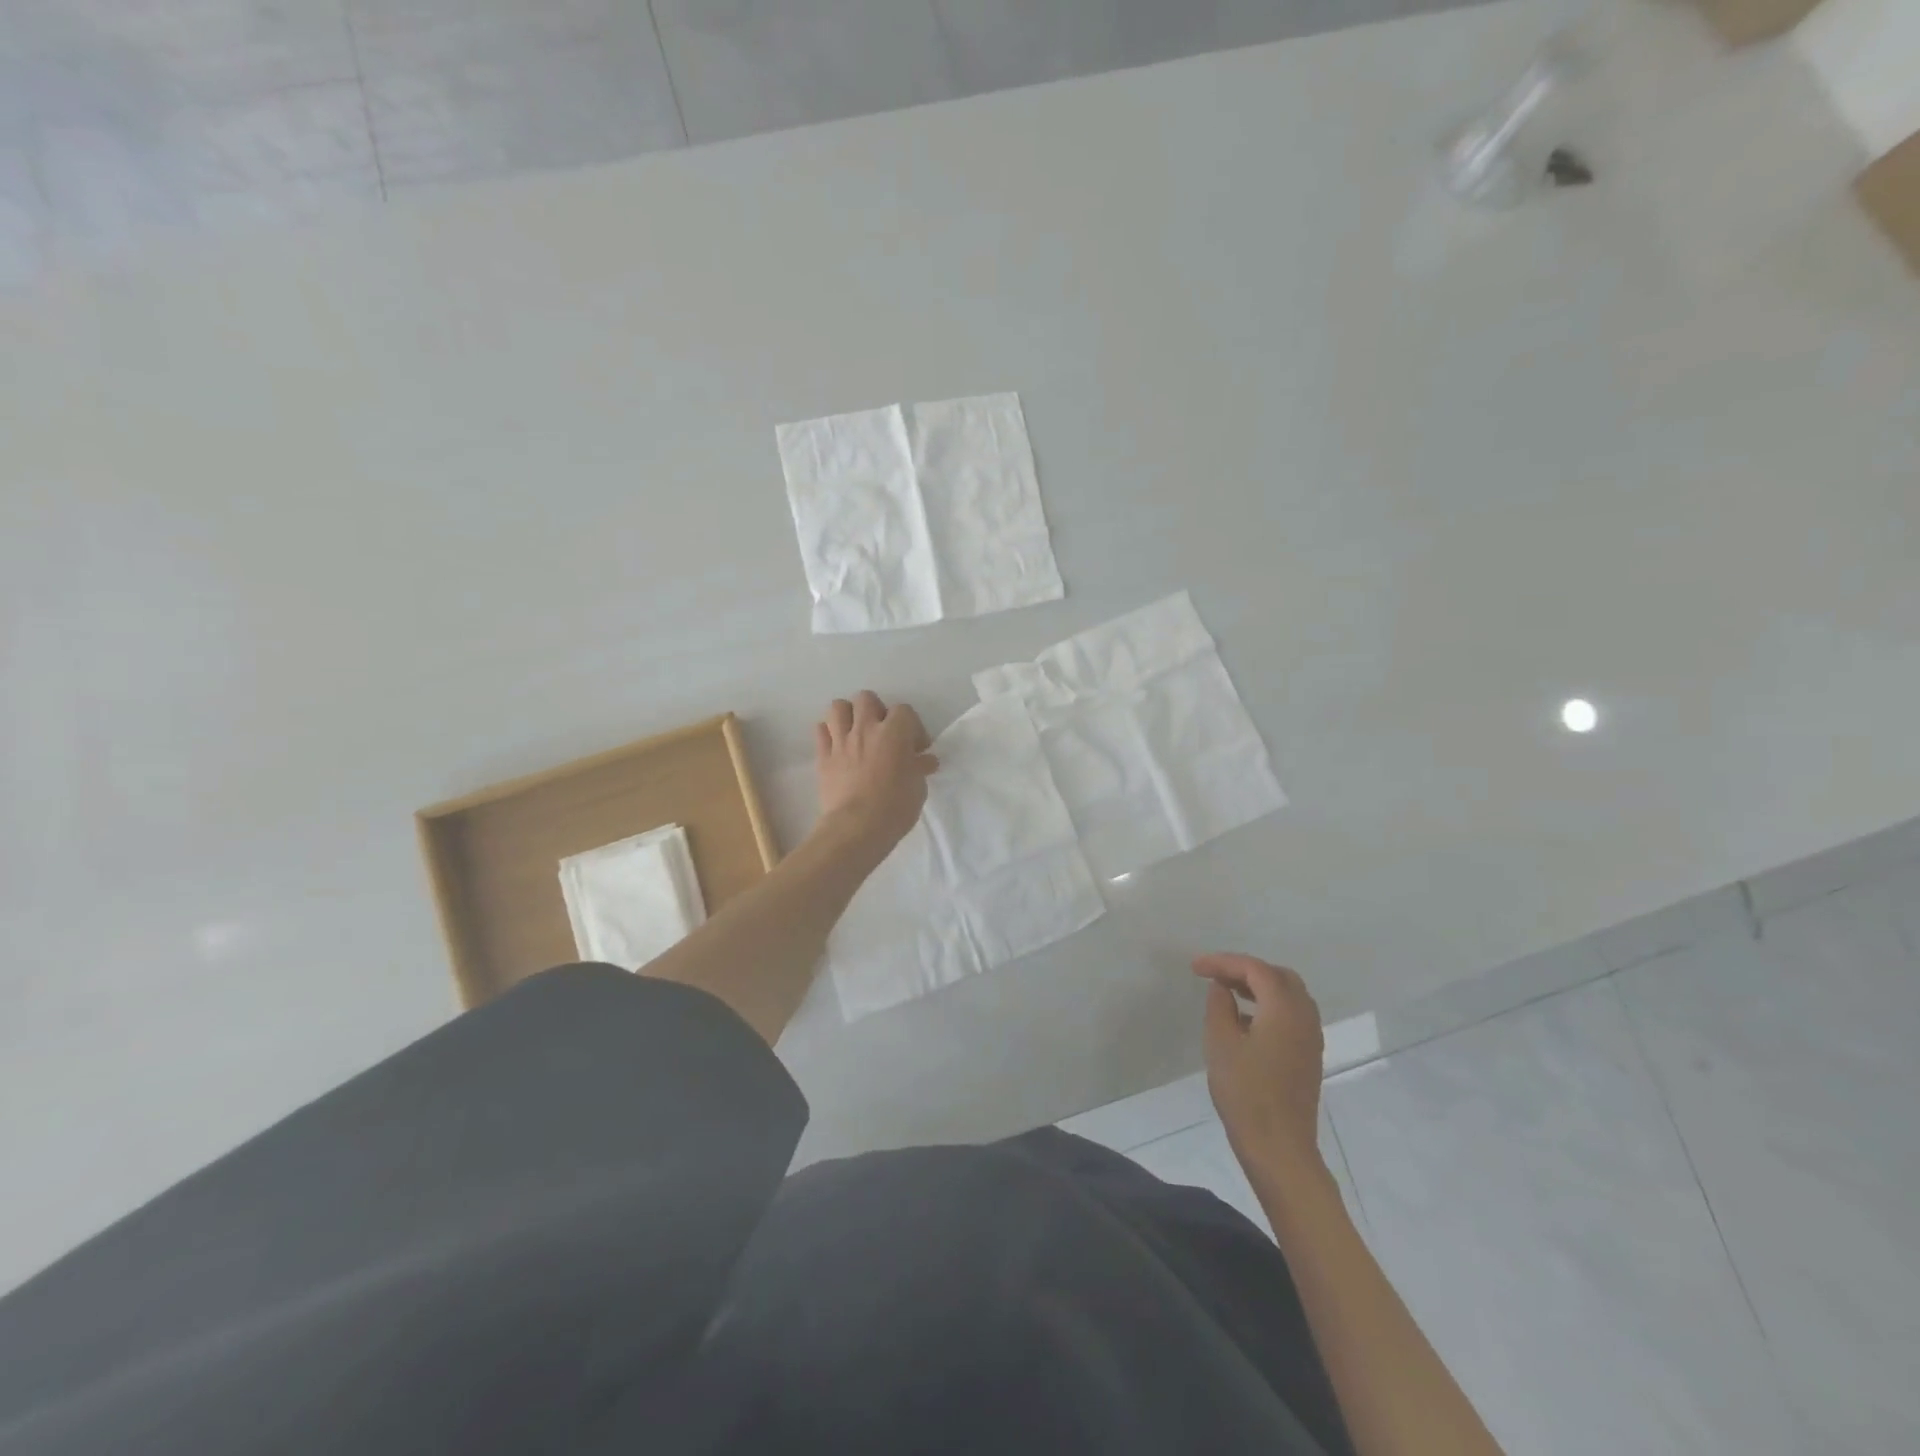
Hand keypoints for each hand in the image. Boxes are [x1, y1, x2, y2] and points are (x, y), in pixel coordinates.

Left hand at [813, 691, 938, 857]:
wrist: (857, 828)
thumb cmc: (895, 807)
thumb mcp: (918, 787)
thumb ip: (919, 767)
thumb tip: (925, 760)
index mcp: (894, 732)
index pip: (904, 711)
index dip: (913, 727)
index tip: (917, 748)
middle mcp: (865, 729)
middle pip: (866, 699)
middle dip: (877, 711)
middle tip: (884, 733)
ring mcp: (841, 741)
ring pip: (838, 707)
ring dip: (848, 715)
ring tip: (857, 732)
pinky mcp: (822, 757)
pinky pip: (820, 731)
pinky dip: (829, 733)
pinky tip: (838, 746)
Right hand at [1195, 953, 1325, 1171]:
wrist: (1279, 1148)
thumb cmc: (1246, 1092)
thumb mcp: (1220, 1043)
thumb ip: (1219, 1006)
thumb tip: (1222, 988)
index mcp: (1284, 1009)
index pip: (1255, 969)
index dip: (1223, 962)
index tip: (1195, 967)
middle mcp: (1304, 1017)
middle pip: (1278, 976)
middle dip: (1245, 970)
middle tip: (1215, 976)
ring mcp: (1310, 1038)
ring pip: (1288, 996)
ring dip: (1258, 988)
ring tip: (1226, 993)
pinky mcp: (1308, 1056)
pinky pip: (1291, 1015)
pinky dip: (1268, 1006)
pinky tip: (1244, 1021)